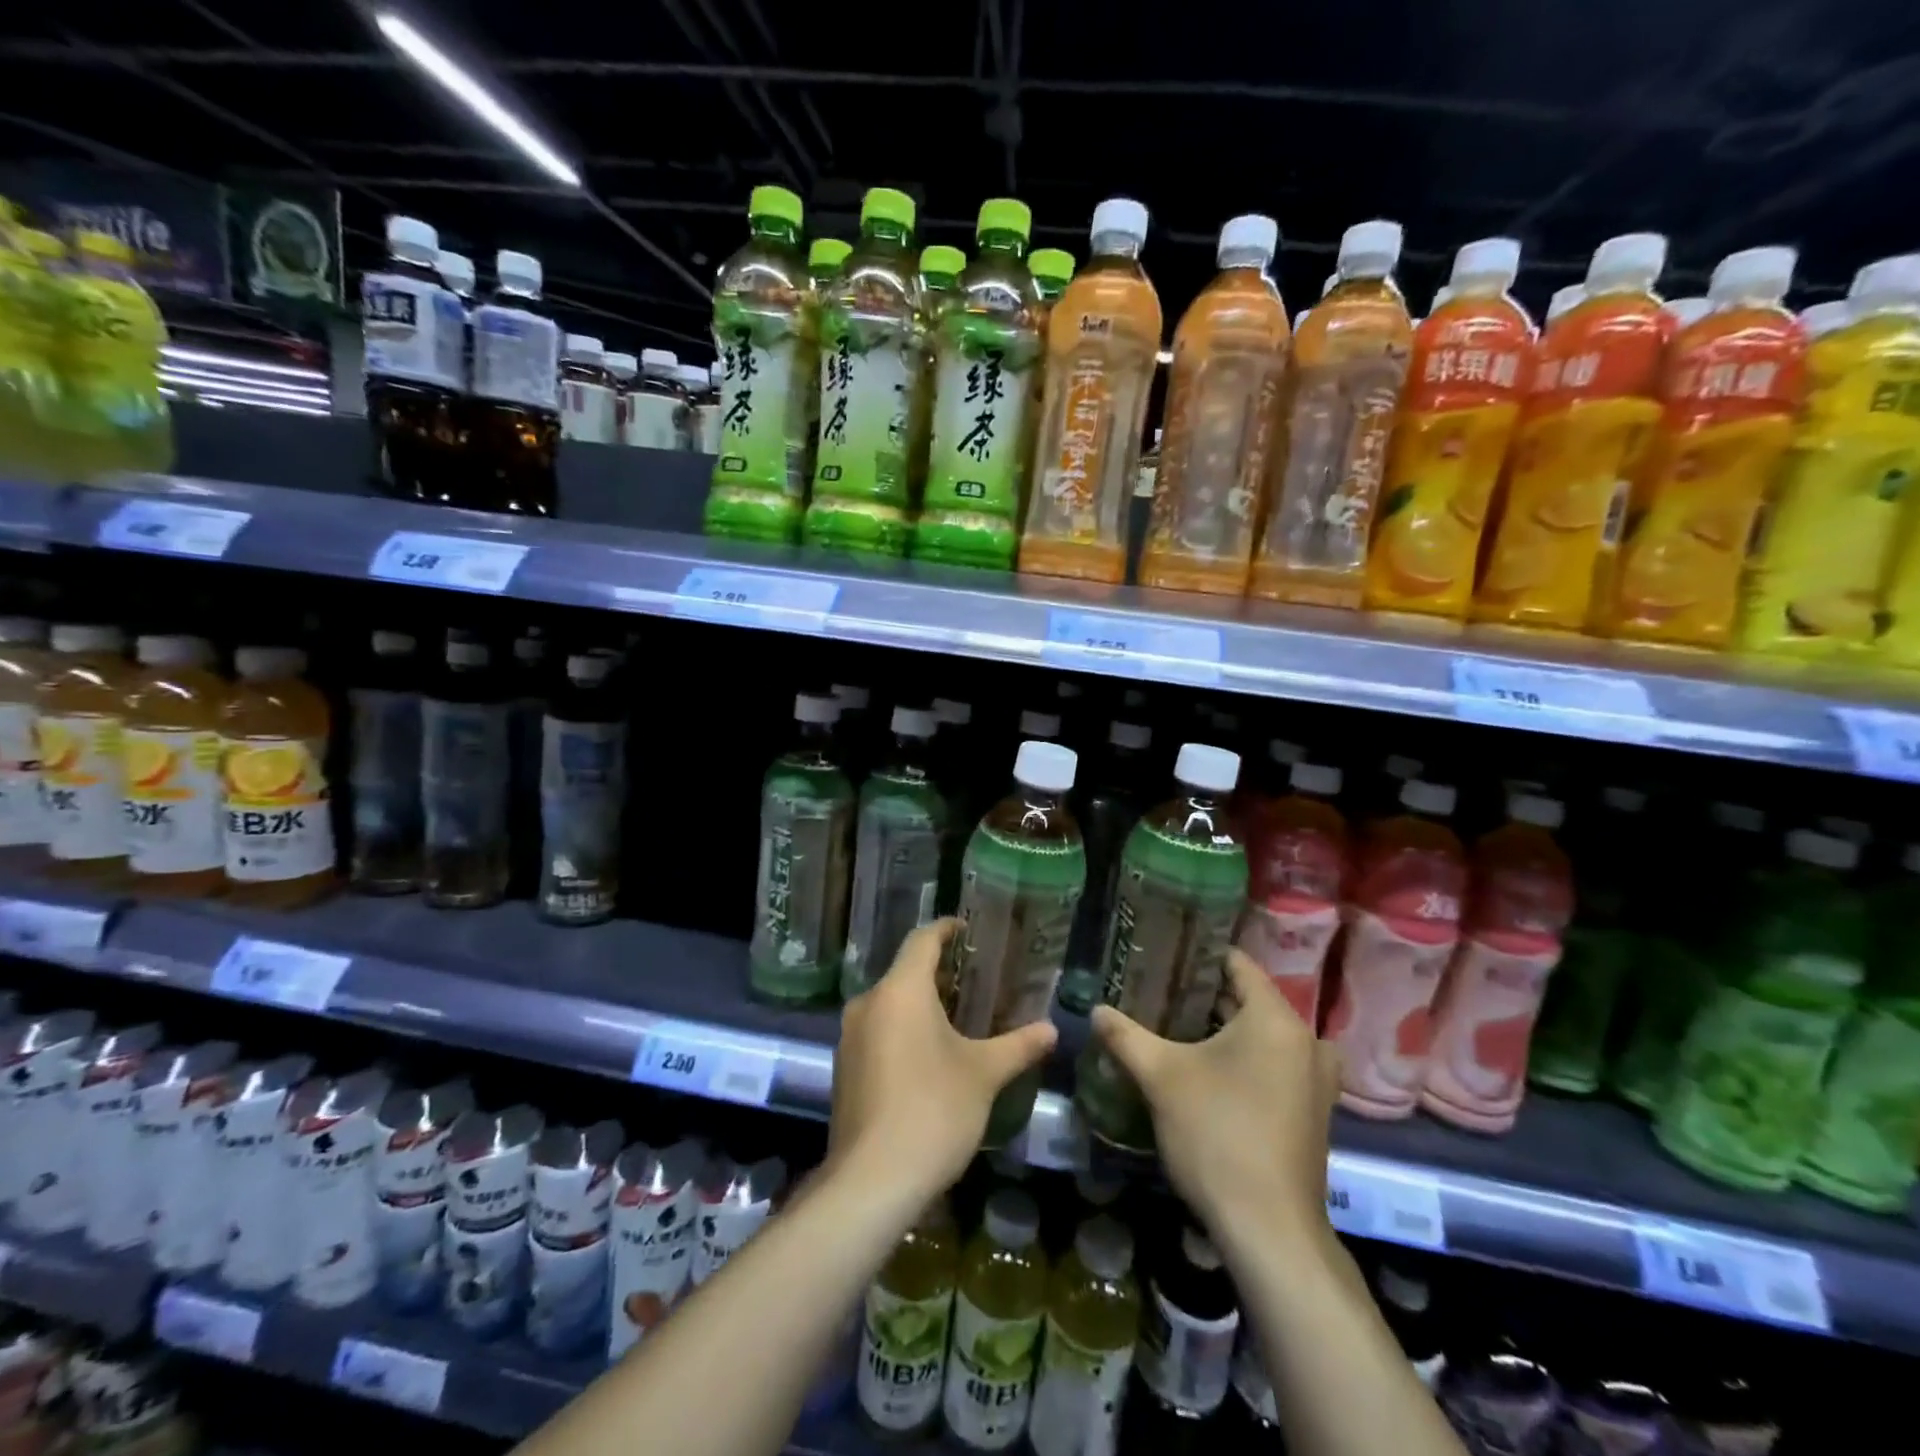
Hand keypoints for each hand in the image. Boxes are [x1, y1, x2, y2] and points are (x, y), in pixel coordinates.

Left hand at [829, 919, 1056, 1205]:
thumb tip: (1052, 1029)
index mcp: (901, 990)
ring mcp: (849, 1036)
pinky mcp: (843, 1068)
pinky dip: (902, 1030)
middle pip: (905, 971)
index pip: (923, 939)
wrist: (872, 1181)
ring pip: (889, 1003)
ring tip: (958, 1019)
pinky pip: (877, 1031)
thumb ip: (1018, 1045)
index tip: (969, 930)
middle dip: (939, 973)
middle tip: (976, 982)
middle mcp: (868, 1002)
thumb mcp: (984, 1074)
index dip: (947, 929)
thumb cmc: (934, 1110)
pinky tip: (928, 1057)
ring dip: (920, 1004)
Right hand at [1090, 948, 1338, 1245]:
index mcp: (1276, 1019)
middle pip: (1249, 1000)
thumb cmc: (1217, 1135)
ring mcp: (1316, 1080)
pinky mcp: (1313, 1112)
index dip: (1198, 956)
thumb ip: (1125, 1036)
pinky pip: (1276, 1064)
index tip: (1162, 955)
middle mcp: (1306, 1041)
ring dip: (1225, 1030)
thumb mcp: (1161, 1077)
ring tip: (1177, 1028)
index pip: (1237, 964)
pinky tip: (1207, 1071)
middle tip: (1159, 992)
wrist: (1269, 1231)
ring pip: (1263, 1035)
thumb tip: (1095, 1010)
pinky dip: (1246, 1059)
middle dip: (1204, 996)